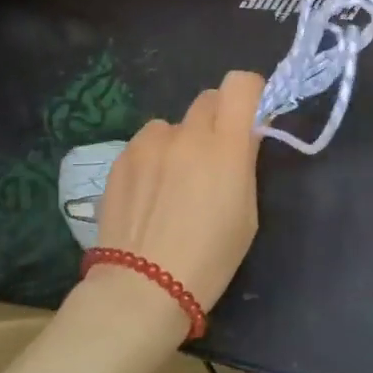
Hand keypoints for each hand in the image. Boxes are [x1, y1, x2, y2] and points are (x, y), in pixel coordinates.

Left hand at [89, 71, 266, 329]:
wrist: (141, 289)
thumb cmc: (210, 259)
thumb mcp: (247, 214)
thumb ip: (244, 163)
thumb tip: (244, 136)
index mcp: (226, 146)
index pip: (241, 84)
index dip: (250, 93)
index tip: (251, 117)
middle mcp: (188, 134)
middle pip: (208, 98)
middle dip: (217, 119)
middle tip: (214, 155)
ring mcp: (149, 143)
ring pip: (174, 124)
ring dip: (181, 141)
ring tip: (173, 182)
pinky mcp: (121, 157)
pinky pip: (146, 144)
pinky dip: (153, 158)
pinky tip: (148, 194)